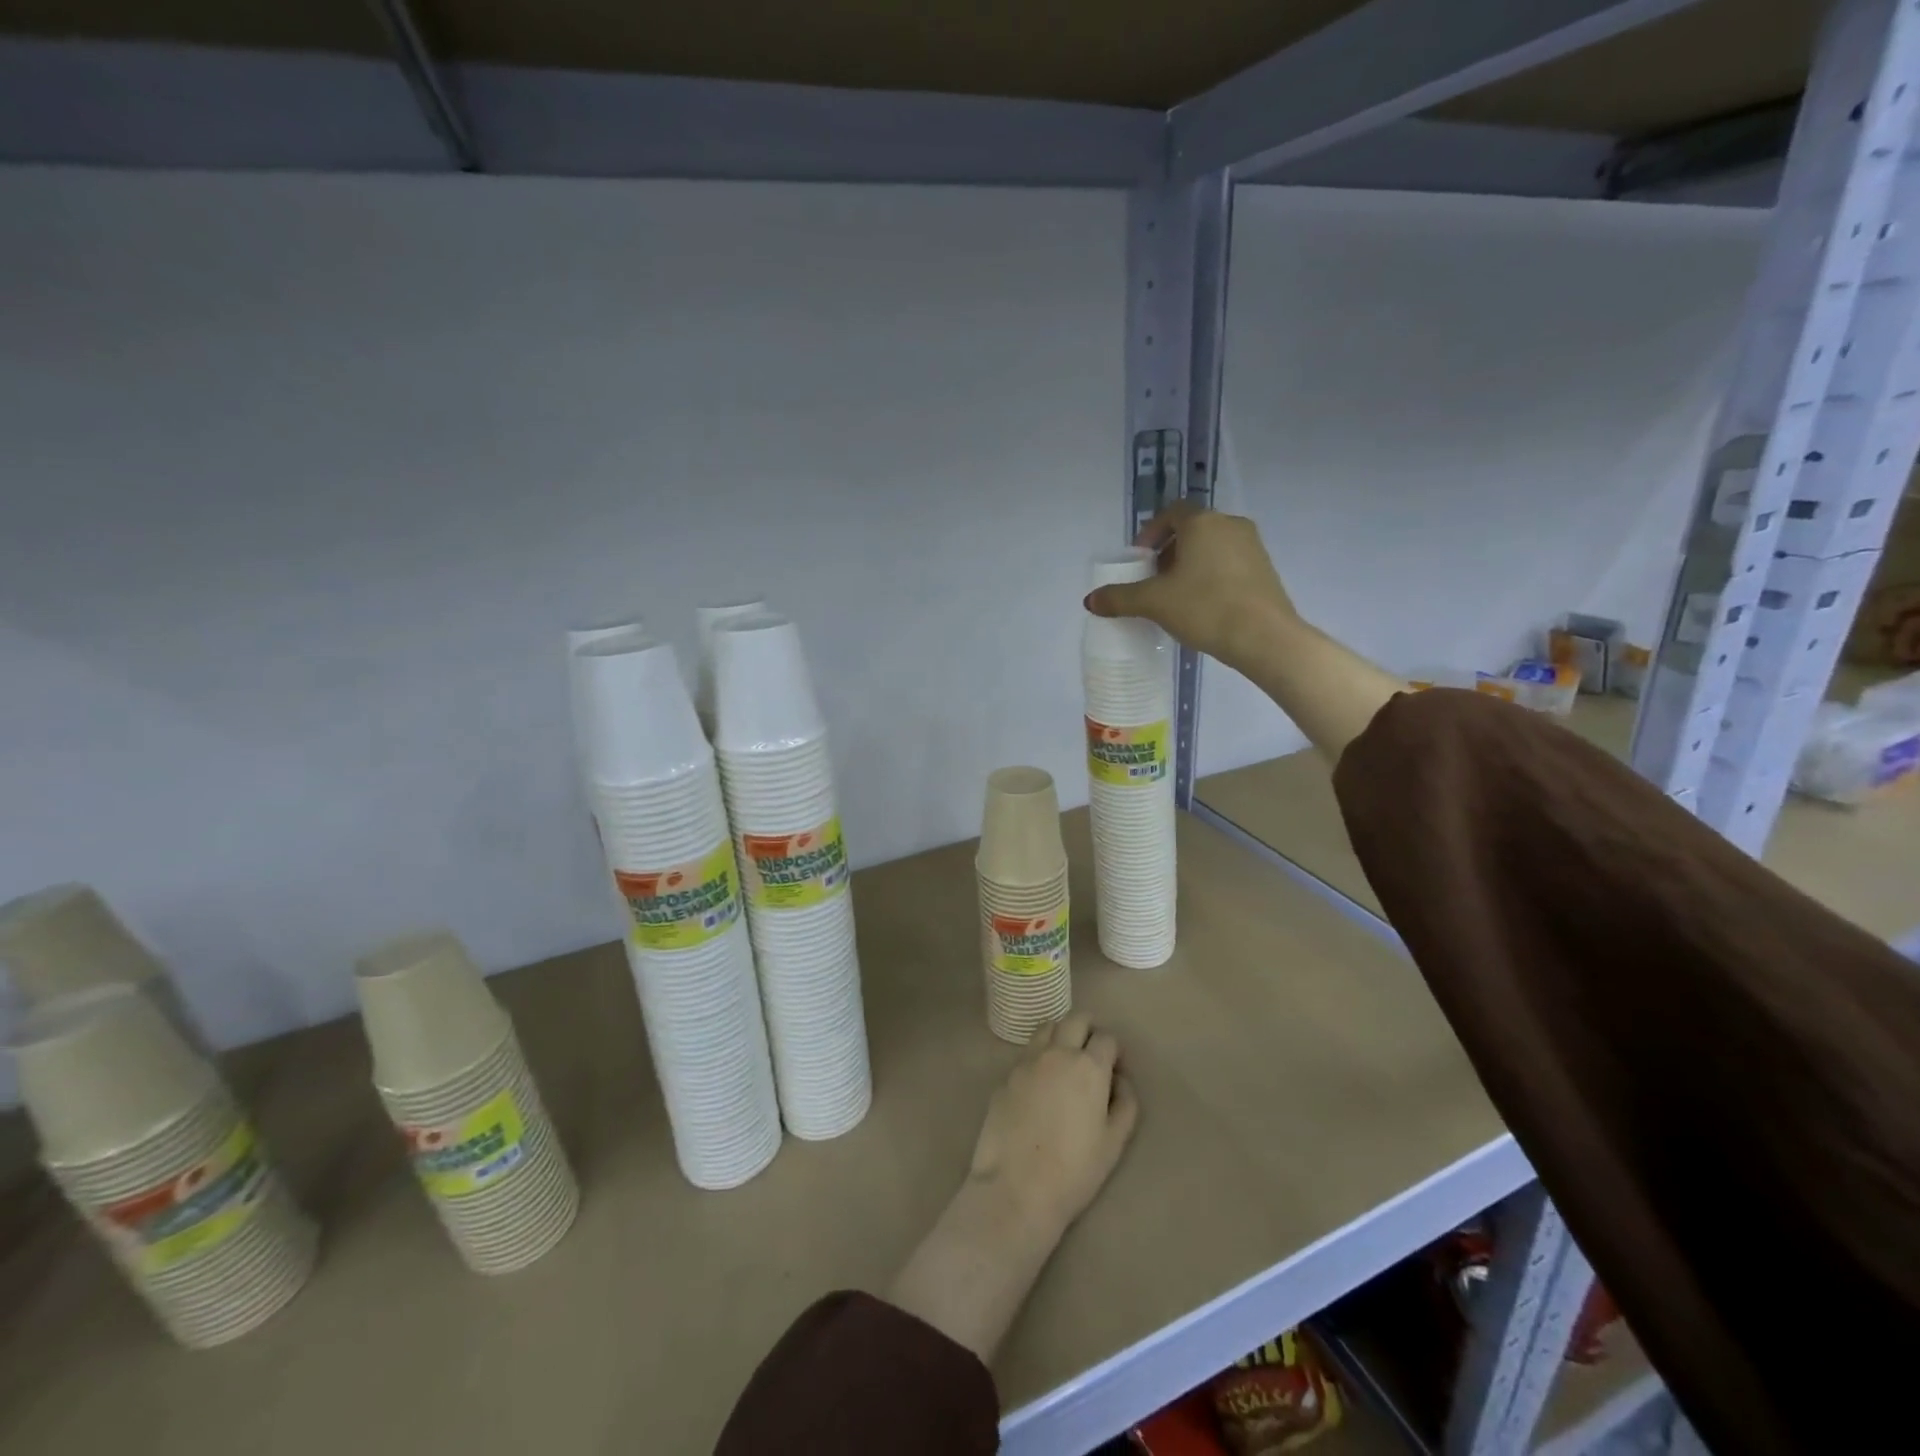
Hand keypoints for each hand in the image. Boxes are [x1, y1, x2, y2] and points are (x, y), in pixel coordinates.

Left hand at [968, 1013, 1139, 1239]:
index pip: (1106, 1038)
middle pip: (1076, 1020)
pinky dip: (1038, 1056)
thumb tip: (1119, 1079)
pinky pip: (1027, 1053)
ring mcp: (1027, 1061)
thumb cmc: (1074, 1170)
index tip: (1115, 1068)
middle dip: (1088, 1030)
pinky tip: (1040, 1083)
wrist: (1017, 1187)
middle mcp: (1057, 1053)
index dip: (1114, 1051)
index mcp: (1088, 1066)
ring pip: (1047, 1027)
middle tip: (1092, 1054)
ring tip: (1065, 1060)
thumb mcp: (1114, 1142)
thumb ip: (1125, 1103)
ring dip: (1061, 1034)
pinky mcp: (1006, 1075)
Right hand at [1084, 501, 1297, 675]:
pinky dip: (1211, 575)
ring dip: (1190, 565)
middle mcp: (1230, 525)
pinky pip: (1229, 563)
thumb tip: (1090, 600)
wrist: (1264, 637)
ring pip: (1211, 547)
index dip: (1151, 533)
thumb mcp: (1154, 603)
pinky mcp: (1265, 570)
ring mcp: (1252, 546)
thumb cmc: (1205, 608)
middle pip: (1192, 529)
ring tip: (1175, 596)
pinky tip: (1202, 605)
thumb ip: (1120, 598)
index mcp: (1202, 522)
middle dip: (1168, 552)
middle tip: (1153, 580)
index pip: (1171, 513)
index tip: (1140, 560)